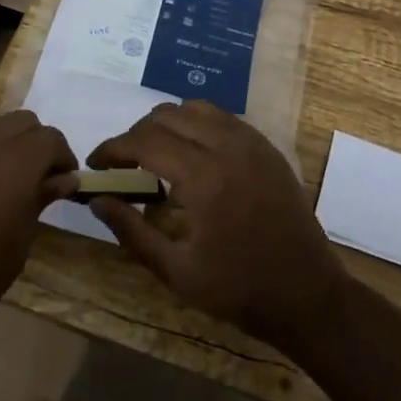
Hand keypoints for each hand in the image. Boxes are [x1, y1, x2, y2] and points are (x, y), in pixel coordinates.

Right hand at [90, 102, 350, 348]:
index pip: (144, 141)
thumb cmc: (237, 289)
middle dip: (137, 134)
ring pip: (197, 108)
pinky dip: (199, 125)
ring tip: (156, 156)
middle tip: (123, 164)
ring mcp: (251, 142)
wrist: (305, 292)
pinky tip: (193, 156)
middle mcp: (227, 146)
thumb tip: (97, 199)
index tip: (95, 164)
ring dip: (169, 124)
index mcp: (202, 177)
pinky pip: (224, 118)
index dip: (113, 148)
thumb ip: (131, 230)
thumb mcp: (175, 270)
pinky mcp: (267, 147)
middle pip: (168, 115)